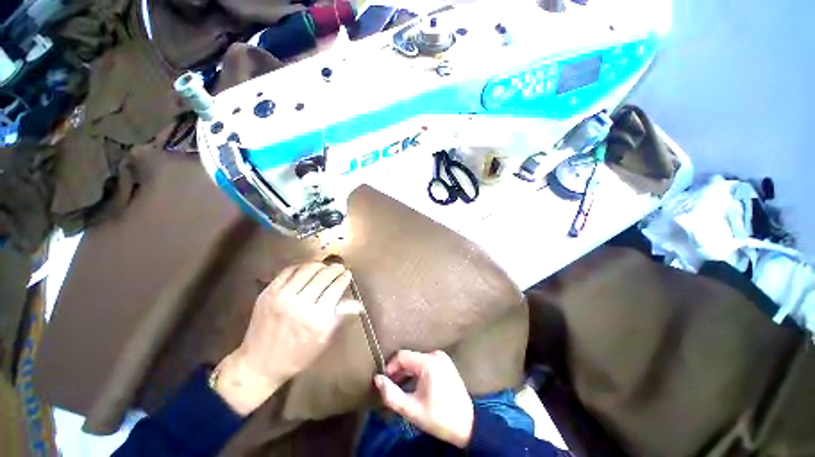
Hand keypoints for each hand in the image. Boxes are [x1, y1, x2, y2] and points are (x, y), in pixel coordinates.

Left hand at [215, 262, 360, 414]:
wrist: (259, 363)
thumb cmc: (297, 355)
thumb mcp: (323, 339)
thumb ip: (340, 316)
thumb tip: (359, 305)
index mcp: (317, 318)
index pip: (336, 288)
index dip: (343, 277)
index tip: (347, 273)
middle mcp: (300, 304)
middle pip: (322, 276)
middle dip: (334, 268)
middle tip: (339, 267)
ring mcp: (281, 297)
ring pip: (306, 270)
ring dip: (319, 264)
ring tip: (324, 266)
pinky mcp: (268, 293)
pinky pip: (287, 271)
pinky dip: (300, 266)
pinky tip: (306, 268)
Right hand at [374, 350, 473, 447]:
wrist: (467, 424)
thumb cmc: (439, 418)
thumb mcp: (412, 410)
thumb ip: (391, 394)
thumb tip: (377, 379)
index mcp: (429, 362)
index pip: (402, 356)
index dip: (390, 367)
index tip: (384, 381)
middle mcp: (436, 354)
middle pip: (410, 358)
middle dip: (398, 371)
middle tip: (391, 386)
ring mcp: (442, 357)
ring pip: (417, 360)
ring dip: (407, 372)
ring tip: (400, 387)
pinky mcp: (445, 362)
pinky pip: (425, 362)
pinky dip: (417, 371)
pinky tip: (414, 384)